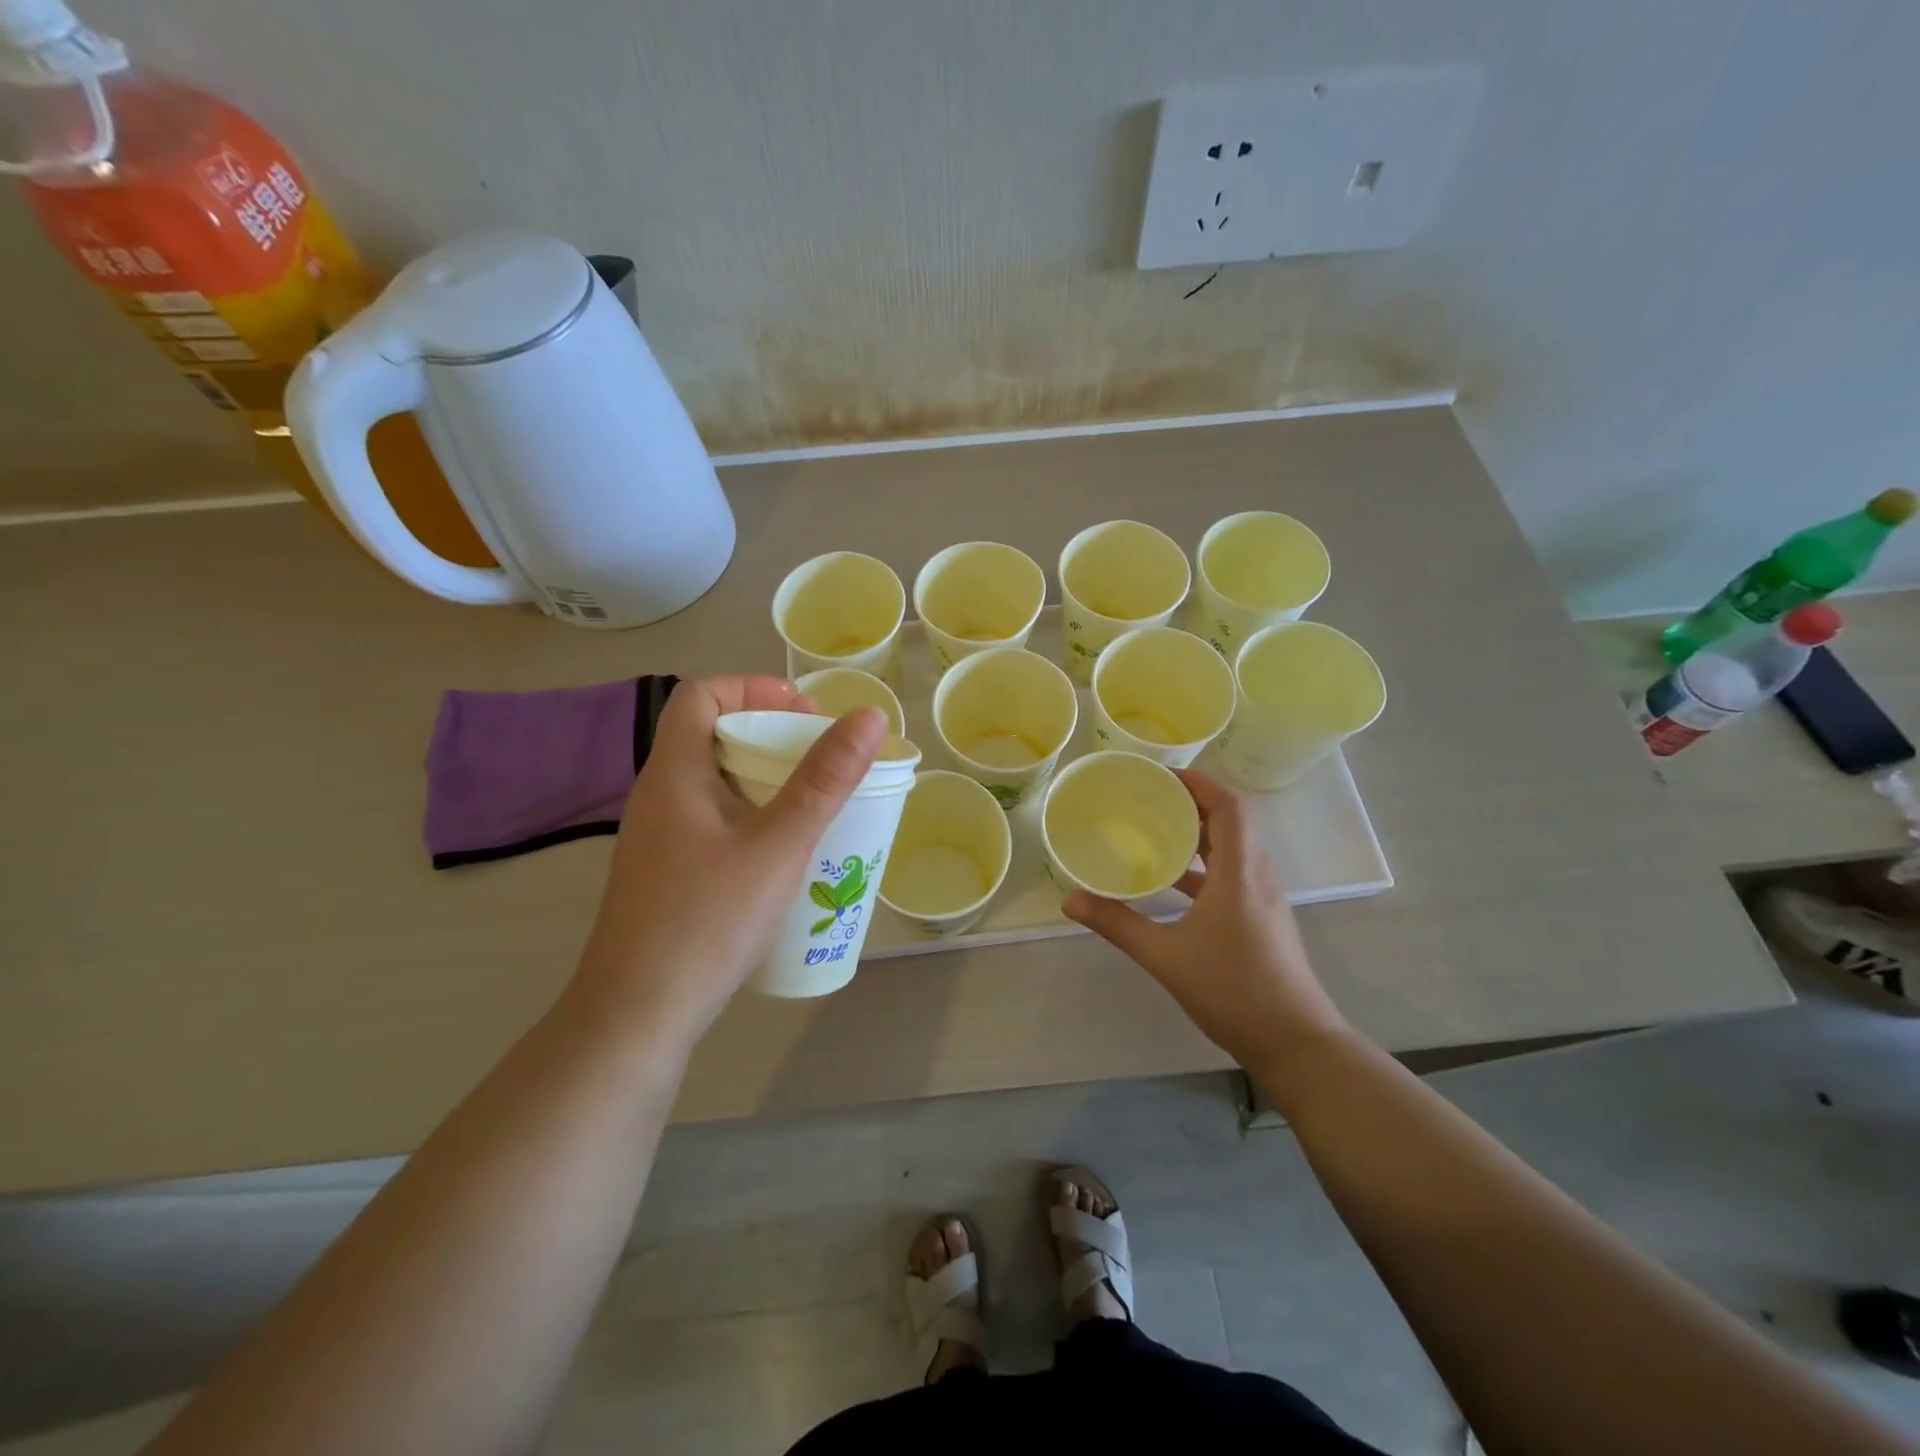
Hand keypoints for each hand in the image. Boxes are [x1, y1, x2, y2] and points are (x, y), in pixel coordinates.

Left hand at [571, 676, 886, 1056]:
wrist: (636, 1016)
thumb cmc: (707, 921)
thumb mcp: (778, 845)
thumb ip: (824, 781)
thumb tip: (869, 718)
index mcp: (674, 773)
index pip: (701, 694)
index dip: (753, 687)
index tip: (805, 712)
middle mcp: (660, 795)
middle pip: (712, 734)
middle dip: (772, 733)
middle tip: (823, 756)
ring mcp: (660, 838)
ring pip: (716, 782)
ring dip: (766, 777)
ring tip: (816, 800)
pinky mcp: (669, 873)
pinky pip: (715, 820)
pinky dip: (753, 815)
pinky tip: (786, 852)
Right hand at [1062, 769, 1349, 1071]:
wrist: (1295, 1042)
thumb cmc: (1233, 990)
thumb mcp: (1166, 956)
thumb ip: (1117, 924)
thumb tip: (1069, 900)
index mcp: (1239, 872)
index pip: (1228, 806)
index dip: (1198, 782)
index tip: (1161, 775)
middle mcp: (1257, 875)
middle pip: (1230, 821)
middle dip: (1191, 803)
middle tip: (1147, 798)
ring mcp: (1263, 898)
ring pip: (1232, 848)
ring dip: (1197, 834)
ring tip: (1154, 830)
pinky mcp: (1262, 917)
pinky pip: (1232, 873)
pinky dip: (1203, 865)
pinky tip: (1171, 882)